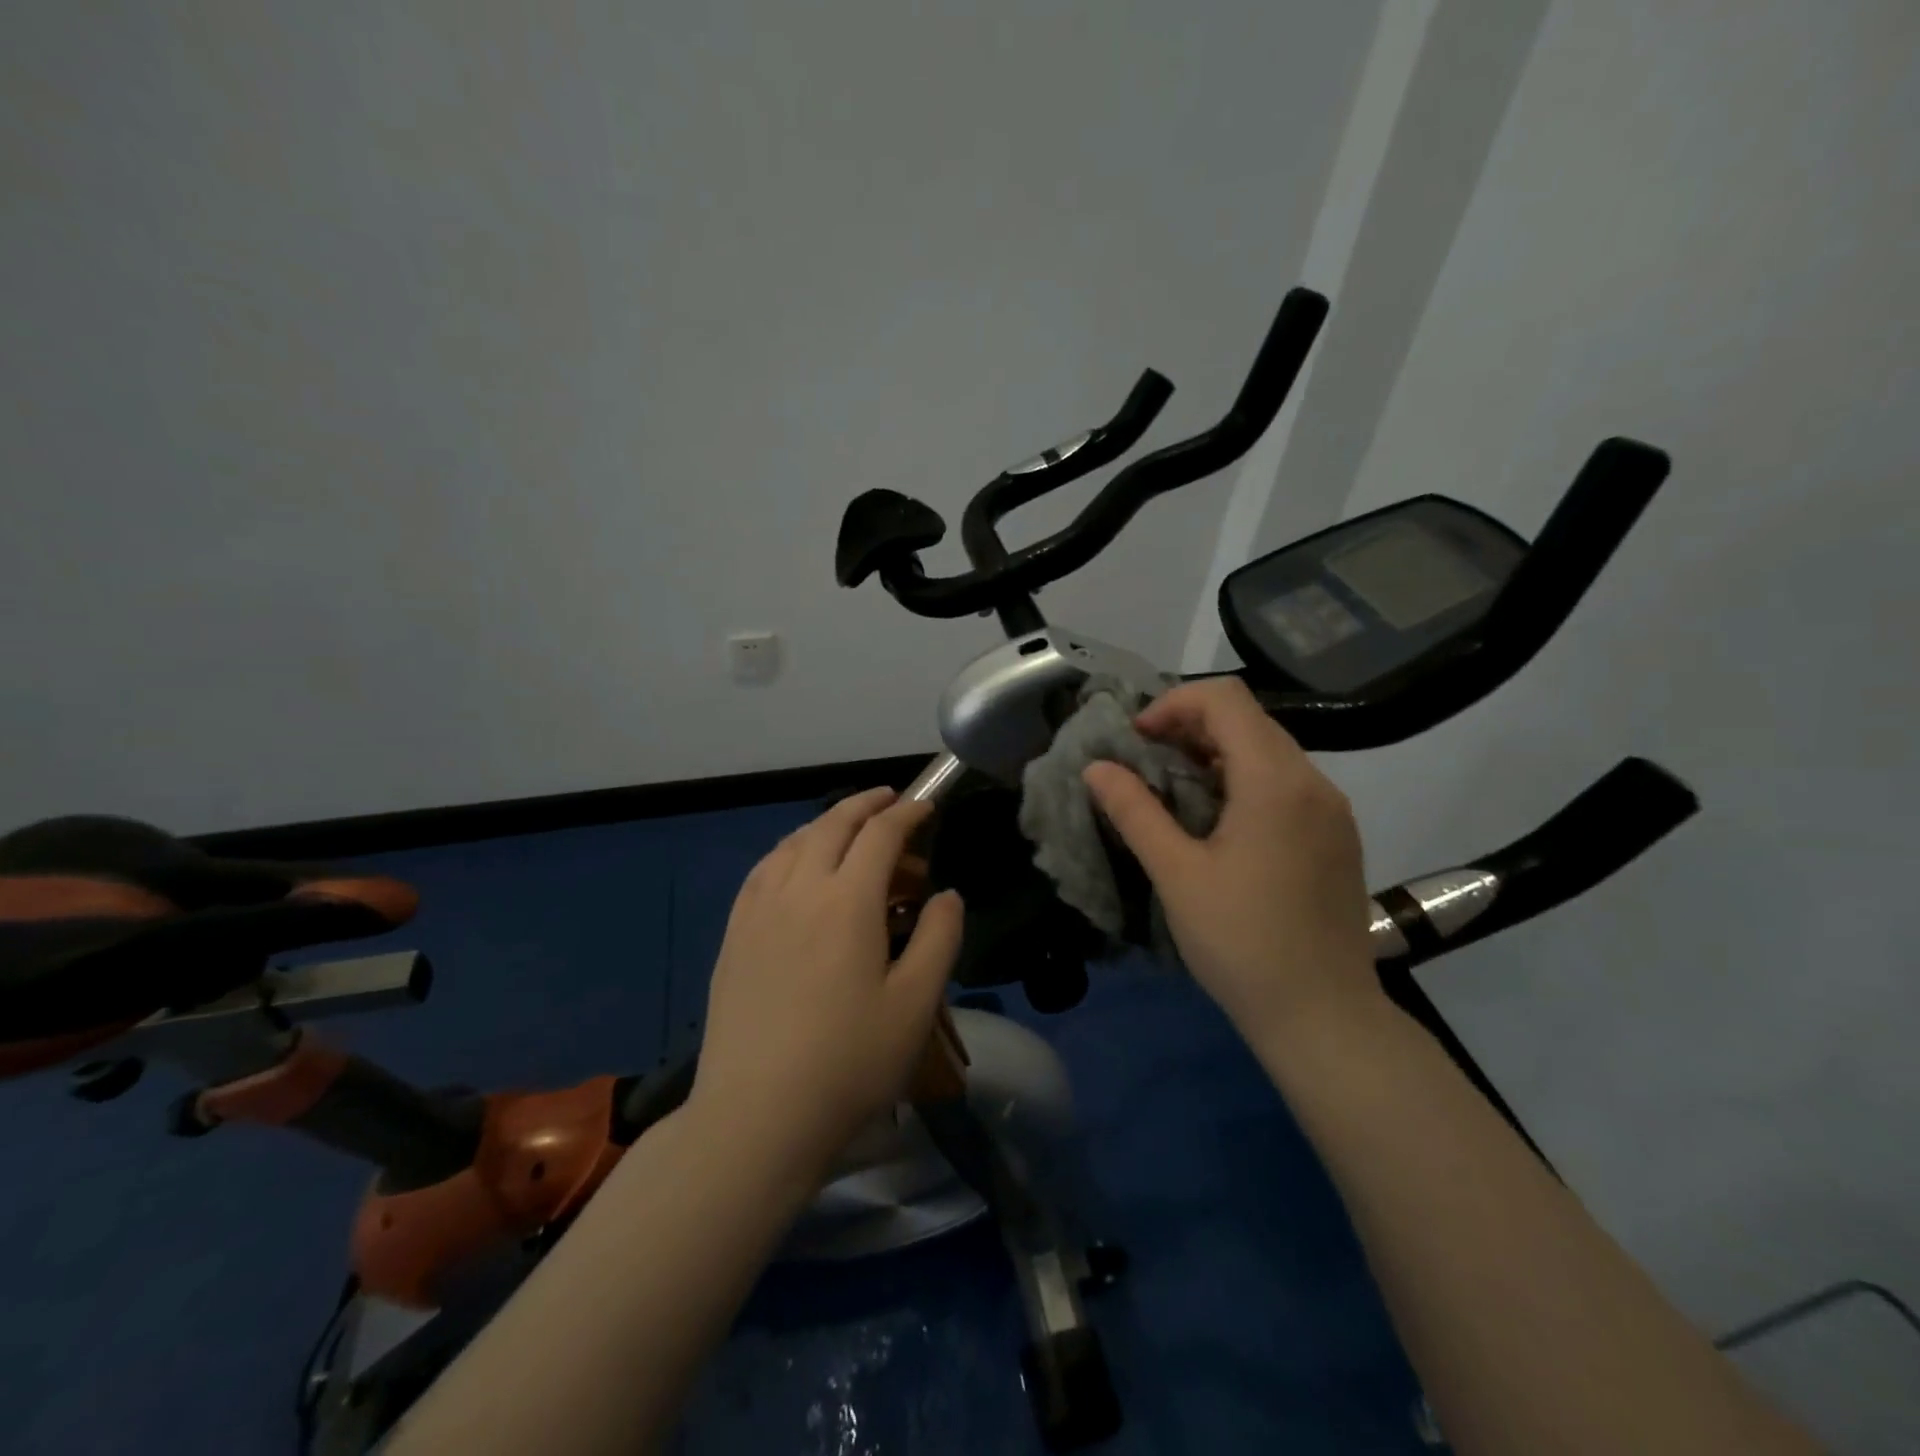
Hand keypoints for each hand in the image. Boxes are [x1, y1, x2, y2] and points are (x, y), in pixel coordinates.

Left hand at [690, 788, 964, 1173]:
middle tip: (890, 800)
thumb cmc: (849, 1062)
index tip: (926, 807)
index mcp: (847, 901)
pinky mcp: (733, 934)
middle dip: (865, 805)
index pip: (880, 834)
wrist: (757, 1116)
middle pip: (832, 825)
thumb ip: (938, 938)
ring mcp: (758, 910)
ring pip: (794, 842)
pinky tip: (795, 865)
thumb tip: (947, 895)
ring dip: (826, 824)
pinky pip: (763, 869)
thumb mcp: (915, 1004)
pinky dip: (789, 850)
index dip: (907, 813)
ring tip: (848, 828)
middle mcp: (799, 889)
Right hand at [1082, 678, 1380, 1049]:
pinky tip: (1217, 821)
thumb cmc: (1241, 942)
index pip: (1225, 698)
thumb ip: (1134, 810)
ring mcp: (1332, 809)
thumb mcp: (1176, 874)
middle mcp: (1313, 781)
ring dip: (1215, 753)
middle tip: (1145, 763)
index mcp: (1274, 780)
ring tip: (1173, 791)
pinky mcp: (1337, 835)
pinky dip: (1243, 779)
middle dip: (1189, 727)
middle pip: (1248, 719)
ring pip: (1268, 749)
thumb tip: (1096, 767)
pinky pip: (1286, 782)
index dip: (1173, 704)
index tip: (1136, 741)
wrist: (1323, 1015)